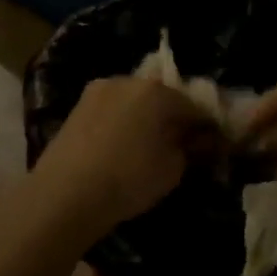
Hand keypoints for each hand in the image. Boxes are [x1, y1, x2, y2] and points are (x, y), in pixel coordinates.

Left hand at [30, 77, 212, 236]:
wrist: (64, 194)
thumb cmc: (128, 179)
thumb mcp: (173, 169)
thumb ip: (189, 148)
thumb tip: (196, 140)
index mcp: (157, 91)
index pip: (194, 106)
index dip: (206, 127)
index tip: (213, 146)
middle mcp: (127, 81)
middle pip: (161, 98)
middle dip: (173, 119)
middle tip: (179, 146)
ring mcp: (97, 92)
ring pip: (133, 103)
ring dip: (145, 119)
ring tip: (146, 149)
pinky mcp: (76, 108)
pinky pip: (111, 112)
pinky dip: (121, 125)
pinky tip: (121, 149)